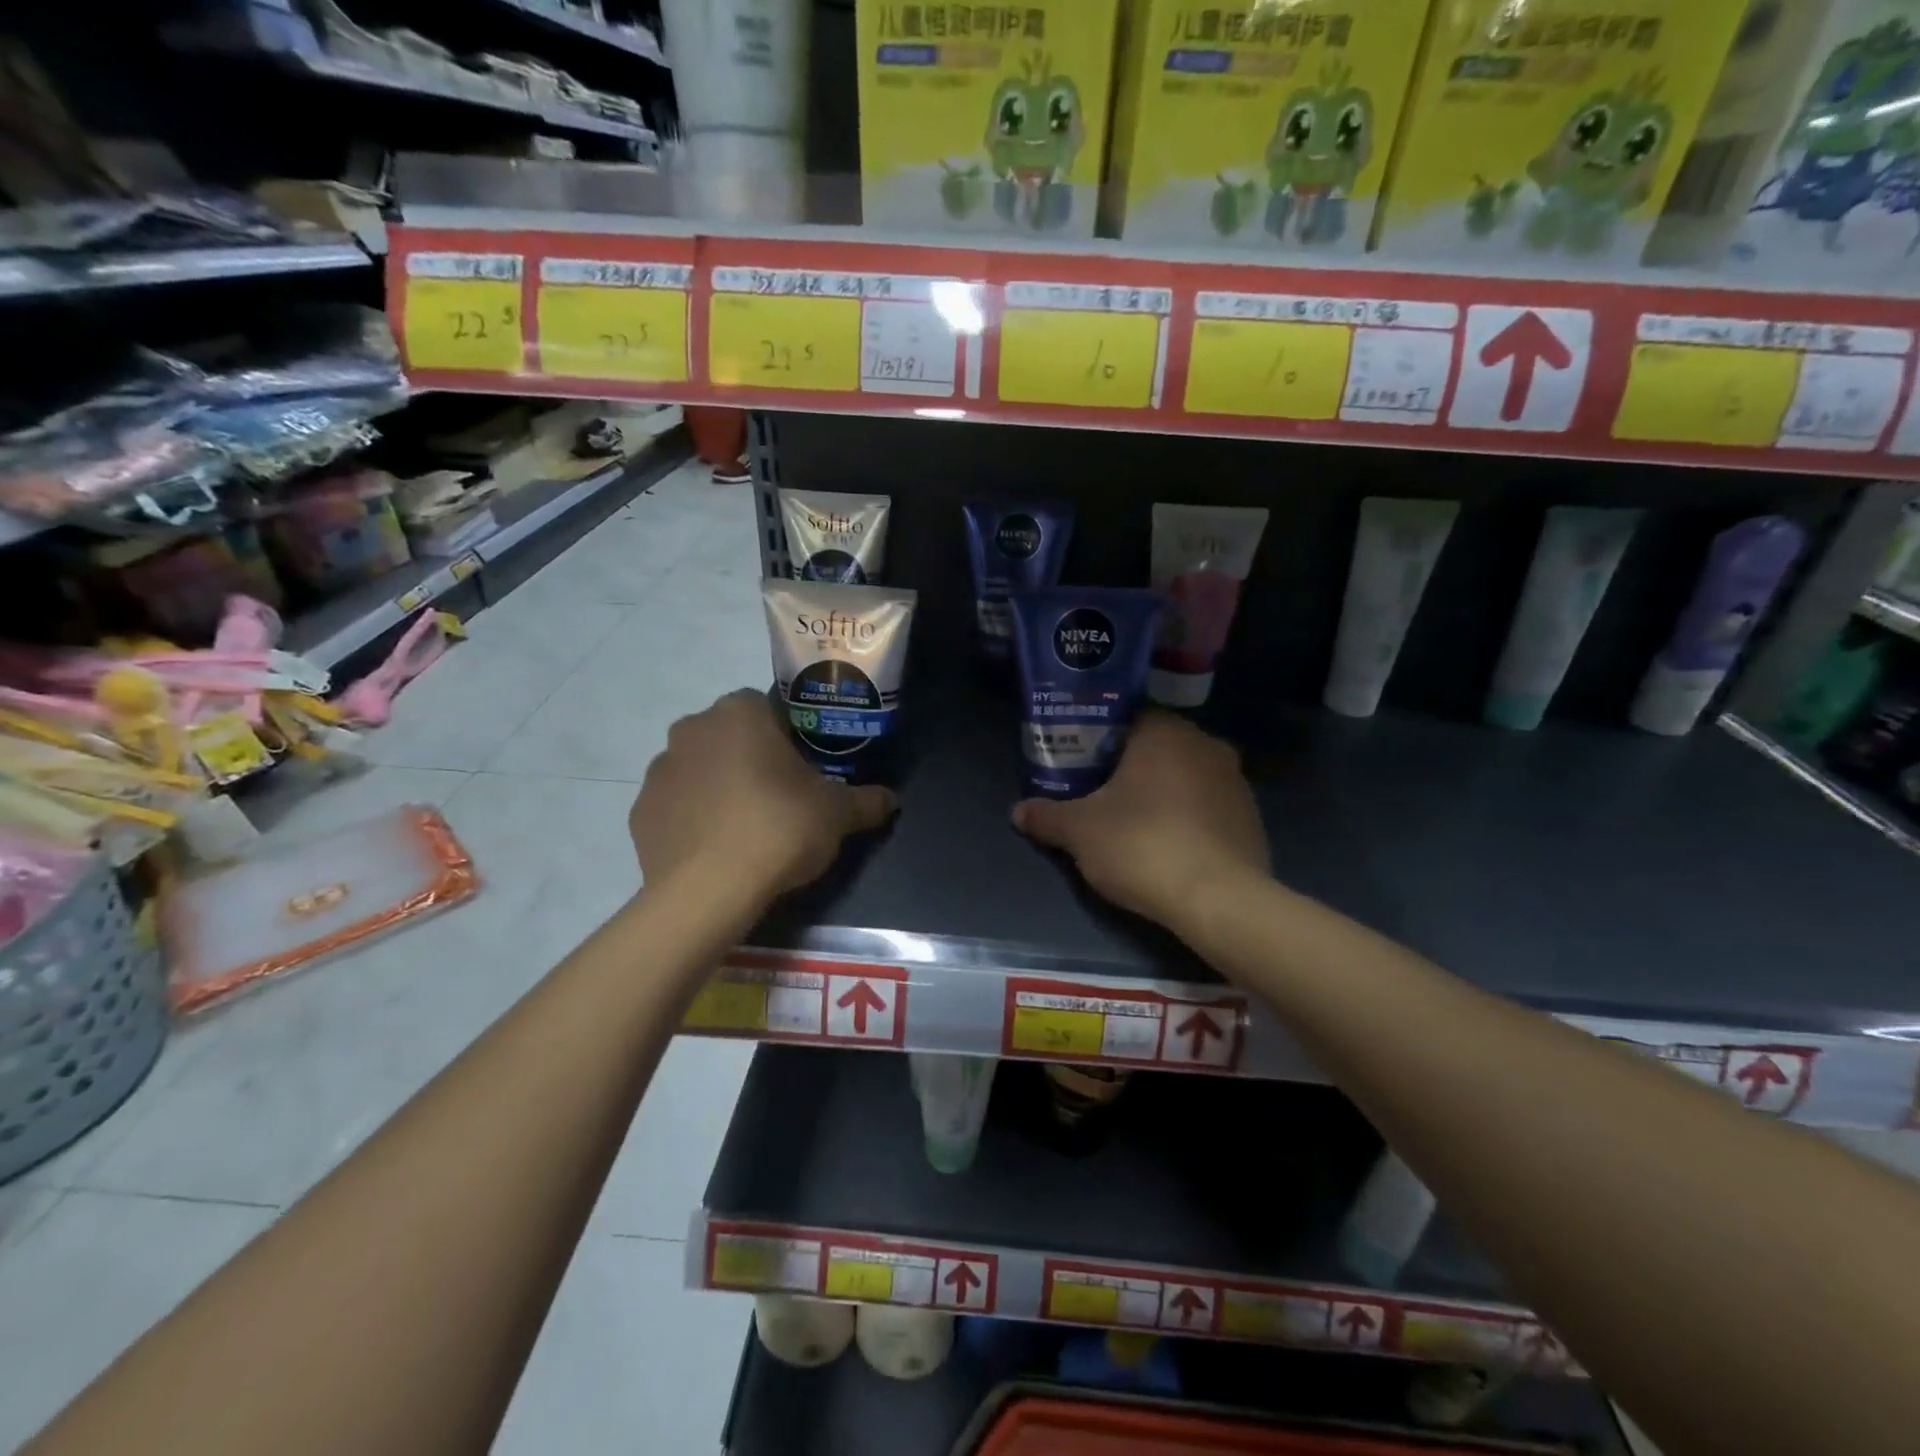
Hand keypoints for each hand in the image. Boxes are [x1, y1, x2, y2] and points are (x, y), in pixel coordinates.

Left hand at [631, 689, 896, 898]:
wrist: (709, 890)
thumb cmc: (780, 828)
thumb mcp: (837, 814)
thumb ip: (866, 800)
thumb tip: (892, 800)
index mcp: (740, 713)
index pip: (766, 708)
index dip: (787, 737)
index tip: (802, 769)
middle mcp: (692, 728)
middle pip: (729, 735)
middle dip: (750, 757)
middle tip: (778, 797)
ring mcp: (659, 770)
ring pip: (698, 768)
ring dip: (718, 785)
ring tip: (745, 827)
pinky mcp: (640, 811)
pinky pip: (676, 805)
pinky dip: (692, 818)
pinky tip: (715, 848)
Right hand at [1013, 712, 1268, 937]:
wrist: (1218, 899)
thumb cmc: (1142, 845)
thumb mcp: (1079, 832)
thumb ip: (1046, 816)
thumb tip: (1018, 811)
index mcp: (1165, 732)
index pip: (1127, 718)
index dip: (1099, 738)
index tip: (1080, 762)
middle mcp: (1205, 744)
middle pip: (1157, 747)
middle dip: (1129, 767)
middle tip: (1099, 793)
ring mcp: (1235, 781)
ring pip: (1185, 777)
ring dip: (1162, 792)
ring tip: (1132, 822)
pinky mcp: (1252, 818)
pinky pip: (1208, 807)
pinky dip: (1188, 819)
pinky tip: (1169, 846)